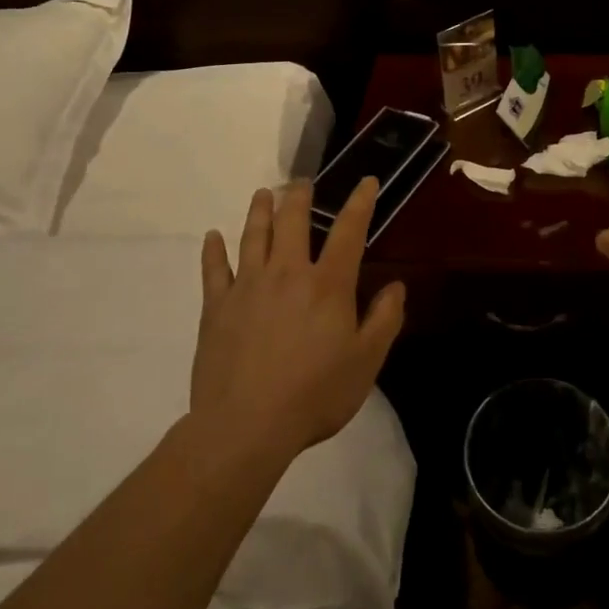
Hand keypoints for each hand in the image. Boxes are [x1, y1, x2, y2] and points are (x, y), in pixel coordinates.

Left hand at [196, 178, 404, 458]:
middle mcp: (287, 273)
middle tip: (301, 182)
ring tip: (263, 193)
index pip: (348, 231)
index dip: (359, 203)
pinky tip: (212, 237)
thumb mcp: (366, 362)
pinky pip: (214, 270)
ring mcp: (248, 287)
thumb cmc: (314, 395)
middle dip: (299, 196)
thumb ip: (384, 320)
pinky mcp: (217, 308)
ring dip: (259, 211)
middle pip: (292, 222)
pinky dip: (213, 250)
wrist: (246, 427)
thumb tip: (396, 285)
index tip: (366, 181)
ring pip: (254, 236)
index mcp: (328, 284)